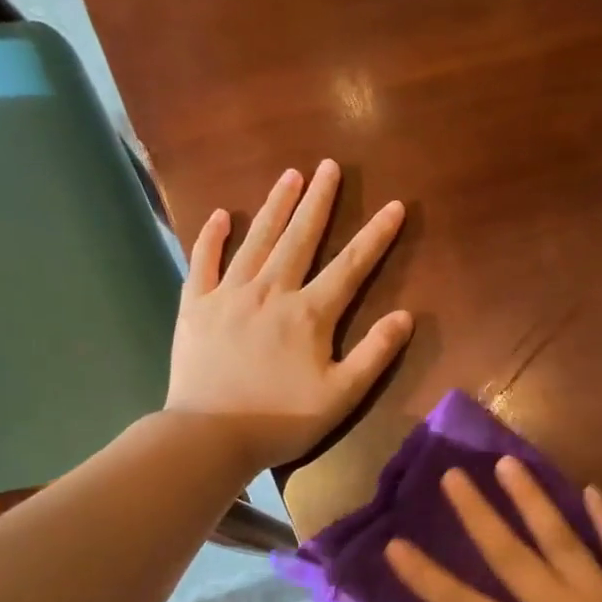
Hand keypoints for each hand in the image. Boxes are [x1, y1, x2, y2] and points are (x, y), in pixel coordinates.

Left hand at [166, 160, 411, 470]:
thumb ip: (374, 354)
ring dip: (275, 206)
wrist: (211, 436)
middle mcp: (271, 292)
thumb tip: (405, 316)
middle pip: (300, 238)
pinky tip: (220, 215)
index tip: (393, 205)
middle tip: (329, 166)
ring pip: (256, 240)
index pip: (350, 266)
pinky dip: (212, 237)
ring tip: (289, 176)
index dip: (375, 236)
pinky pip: (204, 262)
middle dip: (318, 201)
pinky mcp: (196, 307)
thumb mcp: (342, 396)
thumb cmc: (283, 419)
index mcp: (309, 314)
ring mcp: (229, 295)